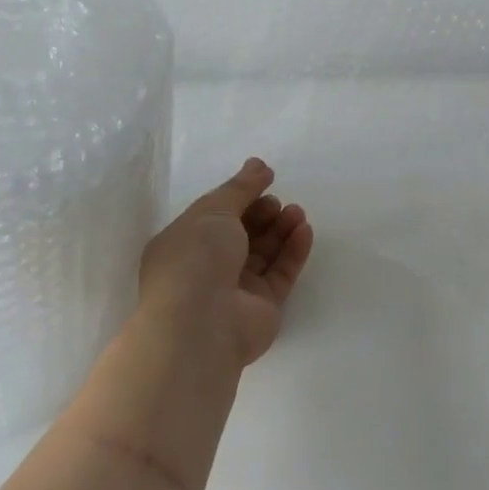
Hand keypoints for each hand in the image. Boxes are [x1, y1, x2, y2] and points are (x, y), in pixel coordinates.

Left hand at [135, 158, 314, 370]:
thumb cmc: (196, 259)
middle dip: (262, 214)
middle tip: (277, 202)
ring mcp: (236, 289)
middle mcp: (207, 267)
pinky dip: (293, 251)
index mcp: (184, 244)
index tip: (265, 180)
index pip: (215, 215)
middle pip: (242, 234)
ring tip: (297, 212)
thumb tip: (259, 165)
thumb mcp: (214, 211)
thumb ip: (240, 187)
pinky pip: (281, 273)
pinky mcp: (263, 306)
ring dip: (281, 229)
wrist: (202, 324)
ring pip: (264, 253)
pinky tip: (304, 230)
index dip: (240, 196)